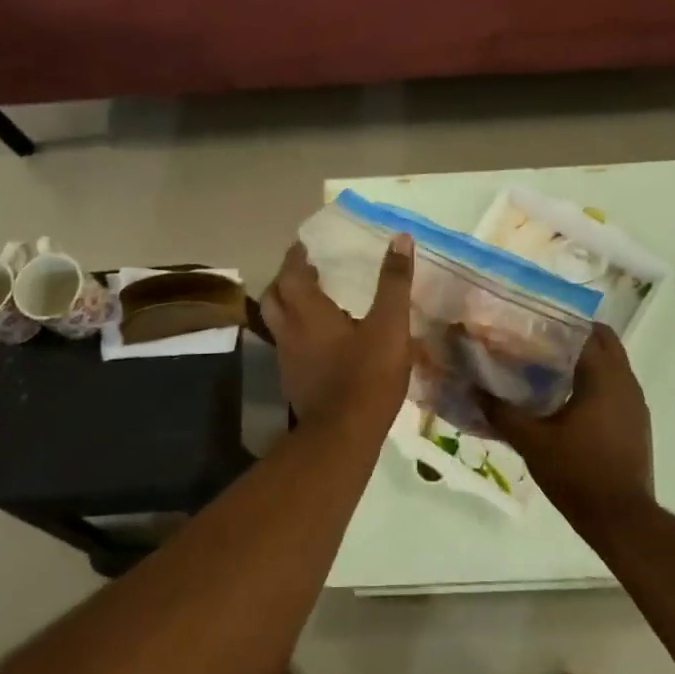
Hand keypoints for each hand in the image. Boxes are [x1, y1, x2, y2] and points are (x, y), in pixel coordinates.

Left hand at [260, 235, 413, 434]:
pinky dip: (298, 335)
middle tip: (306, 272)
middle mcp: (289, 331)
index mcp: (308, 312)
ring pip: (278, 324)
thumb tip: (400, 238)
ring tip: (314, 303)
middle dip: (286, 280)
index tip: (304, 246)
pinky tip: (320, 343)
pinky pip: (289, 347)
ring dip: (290, 308)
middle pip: (274, 297)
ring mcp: (287, 359)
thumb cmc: (367, 375)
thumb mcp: (390, 325)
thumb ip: (394, 282)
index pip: (291, 273)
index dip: (296, 257)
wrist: (344, 435)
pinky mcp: (294, 383)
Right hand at [480, 325, 653, 533]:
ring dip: (583, 360)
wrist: (621, 519)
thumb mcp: (532, 442)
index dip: (558, 322)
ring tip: (544, 367)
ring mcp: (635, 403)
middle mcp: (626, 382)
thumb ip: (501, 412)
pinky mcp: (636, 423)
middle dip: (572, 337)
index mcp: (604, 377)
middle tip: (536, 342)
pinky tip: (564, 400)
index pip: (586, 331)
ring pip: (611, 365)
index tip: (530, 323)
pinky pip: (614, 387)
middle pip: (603, 342)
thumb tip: (472, 389)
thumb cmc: (577, 473)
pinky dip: (593, 382)